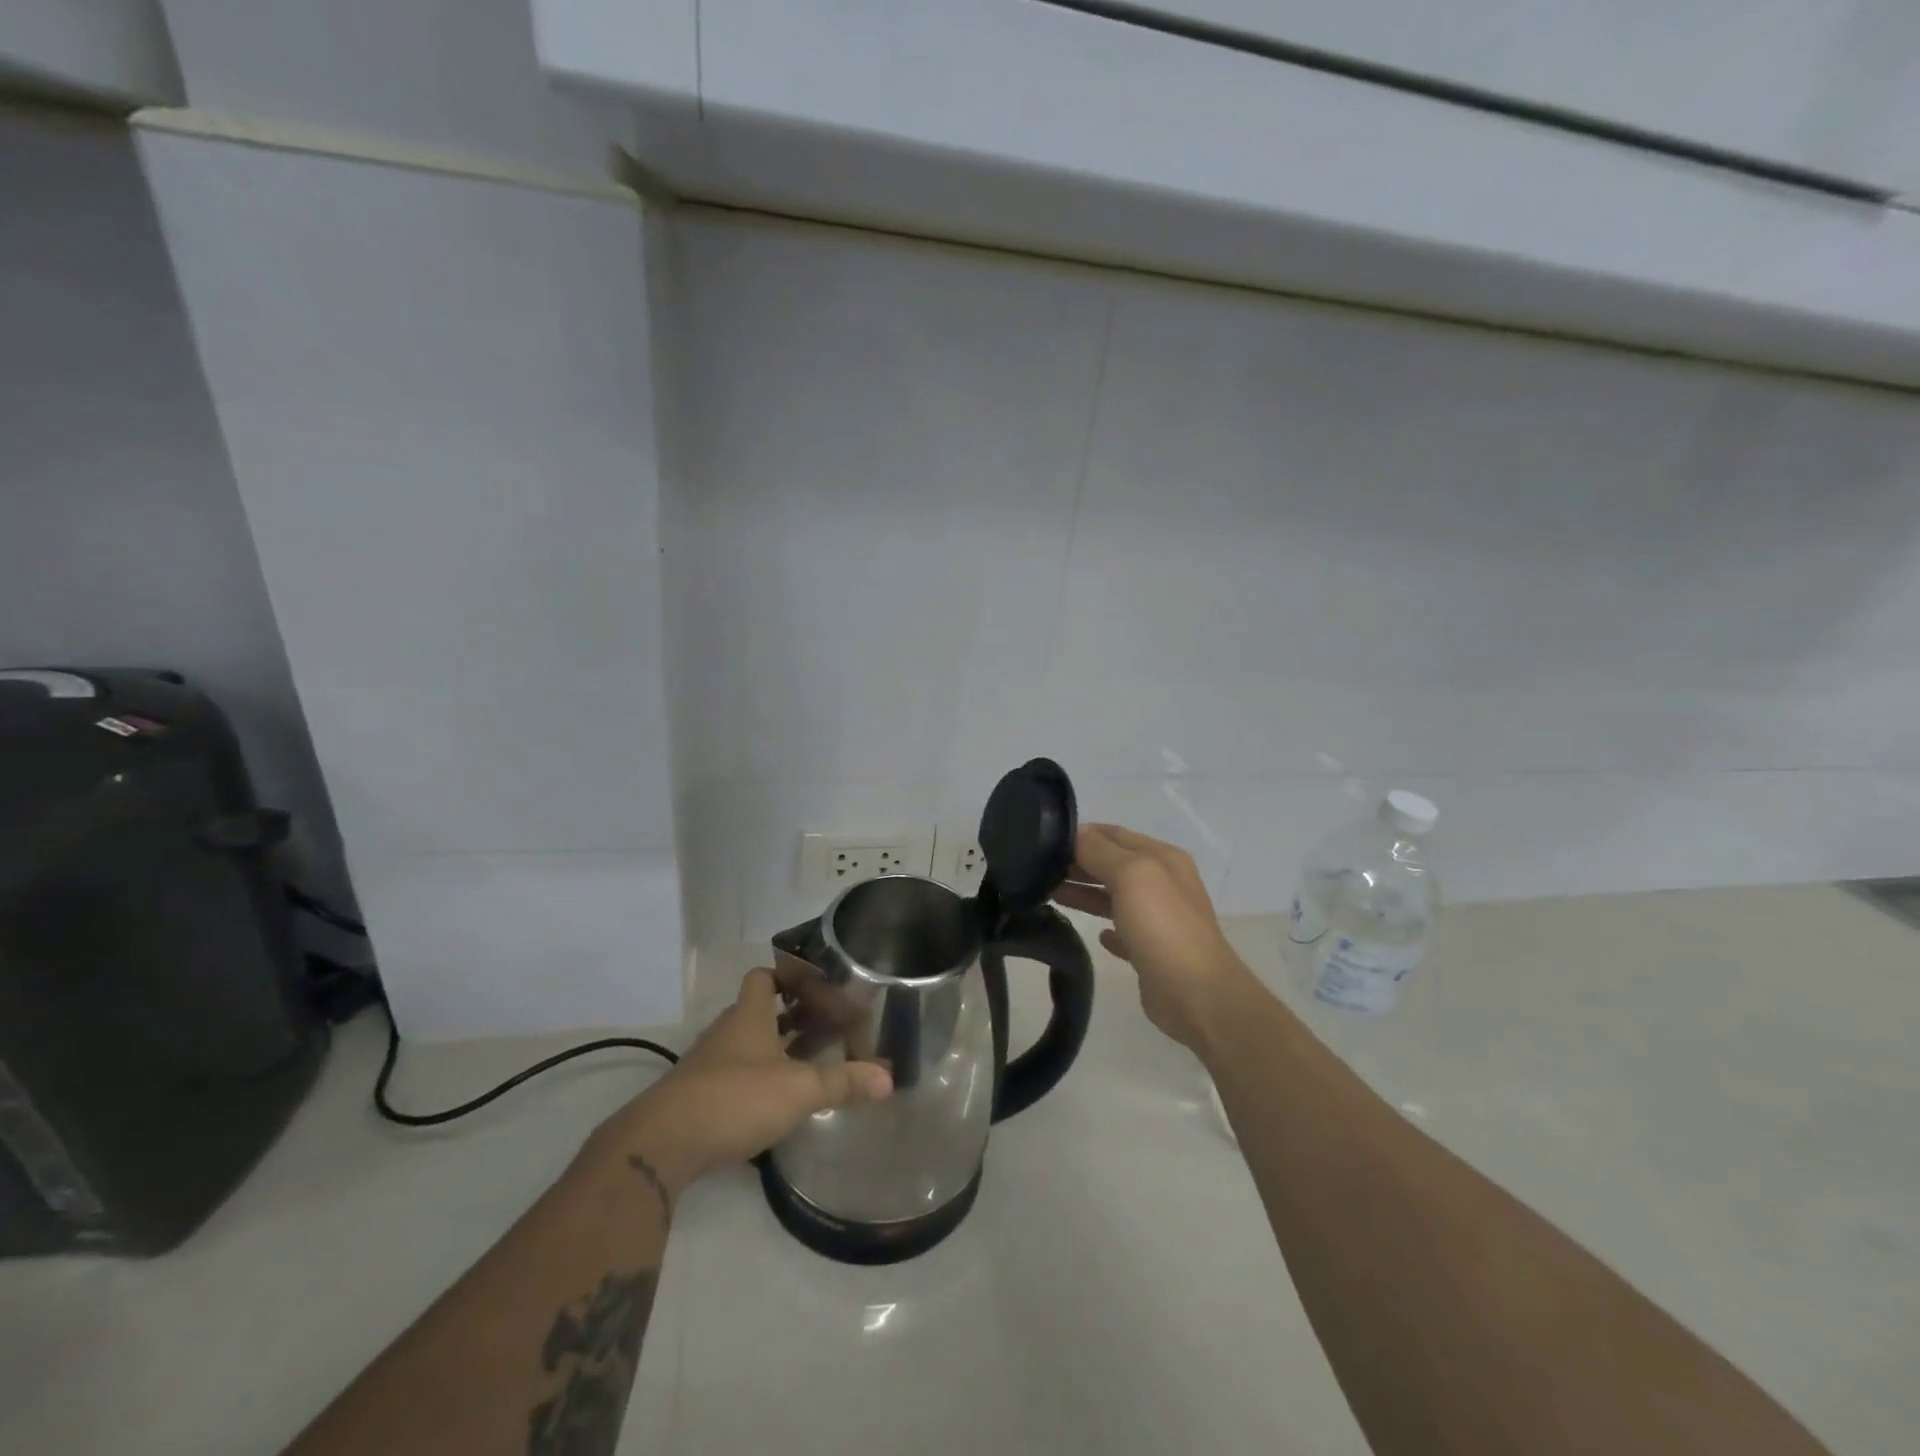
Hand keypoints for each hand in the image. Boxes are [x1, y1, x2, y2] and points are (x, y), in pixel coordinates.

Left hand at [594, 969, 892, 1198]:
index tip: (818, 984)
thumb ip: (843, 1083)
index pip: (764, 976)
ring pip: (747, 1045)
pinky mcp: (698, 1097)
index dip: (789, 975)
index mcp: (749, 1015)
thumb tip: (889, 1078)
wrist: (662, 1144)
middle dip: (792, 1015)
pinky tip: (778, 1099)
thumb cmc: (735, 1098)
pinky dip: (758, 1079)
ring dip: (775, 1048)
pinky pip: (735, 1075)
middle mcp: (727, 1032)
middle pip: (760, 1011)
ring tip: (810, 1060)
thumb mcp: (798, 1090)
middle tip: (828, 1024)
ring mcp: (709, 1065)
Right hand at [1053, 823, 1252, 1051]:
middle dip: (1080, 863)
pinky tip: (1096, 935)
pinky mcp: (1153, 952)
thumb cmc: (1162, 926)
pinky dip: (1108, 929)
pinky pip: (1125, 932)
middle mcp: (1163, 884)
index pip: (1116, 834)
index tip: (1045, 839)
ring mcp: (1160, 919)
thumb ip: (1101, 851)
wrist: (1196, 995)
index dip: (1083, 834)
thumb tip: (1077, 833)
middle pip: (1114, 865)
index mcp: (1162, 859)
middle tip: (1040, 869)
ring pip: (1115, 897)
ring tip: (1050, 894)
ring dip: (1086, 894)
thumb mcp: (1131, 876)